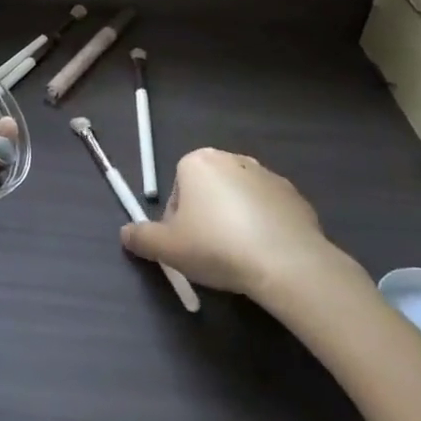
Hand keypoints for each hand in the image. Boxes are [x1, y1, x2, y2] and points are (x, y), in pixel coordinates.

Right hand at [120, 148, 368, 305]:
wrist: (286, 261)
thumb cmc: (216, 246)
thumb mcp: (167, 248)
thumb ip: (141, 238)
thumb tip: (125, 234)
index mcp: (198, 162)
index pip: (177, 192)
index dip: (177, 223)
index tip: (186, 247)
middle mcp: (232, 159)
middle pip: (208, 192)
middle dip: (206, 218)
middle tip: (210, 253)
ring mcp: (268, 176)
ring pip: (239, 201)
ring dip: (235, 222)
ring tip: (240, 257)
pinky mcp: (295, 196)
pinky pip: (269, 212)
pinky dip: (264, 228)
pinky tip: (265, 255)